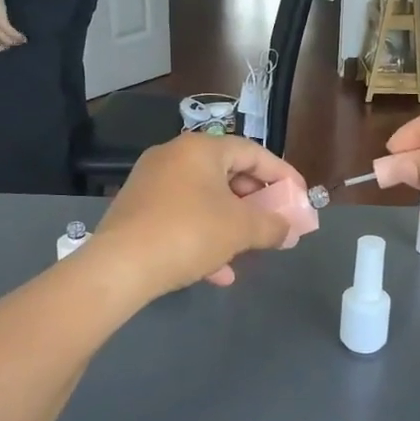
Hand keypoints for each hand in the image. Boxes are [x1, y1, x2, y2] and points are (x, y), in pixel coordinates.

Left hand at [0, 0, 26, 52]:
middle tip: (19, 46)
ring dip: (16, 43)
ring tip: (24, 42)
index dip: (1, 48)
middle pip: (0, 45)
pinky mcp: (0, 21)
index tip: (9, 46)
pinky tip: (24, 38)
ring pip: (7, 41)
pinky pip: (12, 34)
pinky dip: (19, 37)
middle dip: (10, 46)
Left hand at [91, 134, 304, 298]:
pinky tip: (218, 271)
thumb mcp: (240, 229)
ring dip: (231, 224)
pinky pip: (182, 217)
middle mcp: (174, 157)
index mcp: (201, 149)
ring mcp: (152, 184)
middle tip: (275, 222)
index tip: (299, 197)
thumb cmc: (188, 233)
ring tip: (250, 249)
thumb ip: (272, 226)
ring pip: (205, 200)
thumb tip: (289, 230)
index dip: (282, 174)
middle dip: (256, 203)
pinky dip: (204, 237)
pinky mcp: (138, 211)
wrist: (119, 267)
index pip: (253, 152)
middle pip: (228, 174)